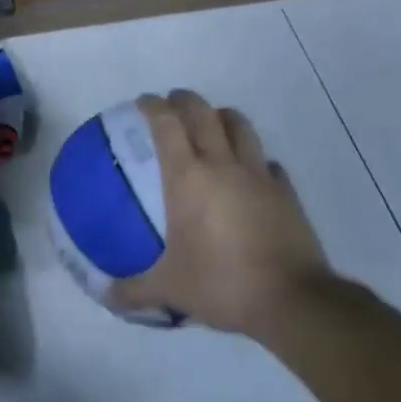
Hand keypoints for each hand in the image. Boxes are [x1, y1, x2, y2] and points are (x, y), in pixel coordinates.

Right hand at [111, 90, 333, 335]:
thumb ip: (134, 290)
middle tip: (172, 104)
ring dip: (222, 117)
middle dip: (185, 100)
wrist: (293, 301)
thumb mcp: (170, 289)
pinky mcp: (287, 193)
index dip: (153, 106)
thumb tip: (107, 296)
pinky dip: (256, 160)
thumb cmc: (222, 283)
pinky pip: (269, 163)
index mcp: (188, 177)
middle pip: (203, 113)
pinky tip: (250, 175)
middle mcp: (223, 165)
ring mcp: (259, 176)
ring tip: (212, 125)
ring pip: (241, 127)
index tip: (143, 102)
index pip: (167, 123)